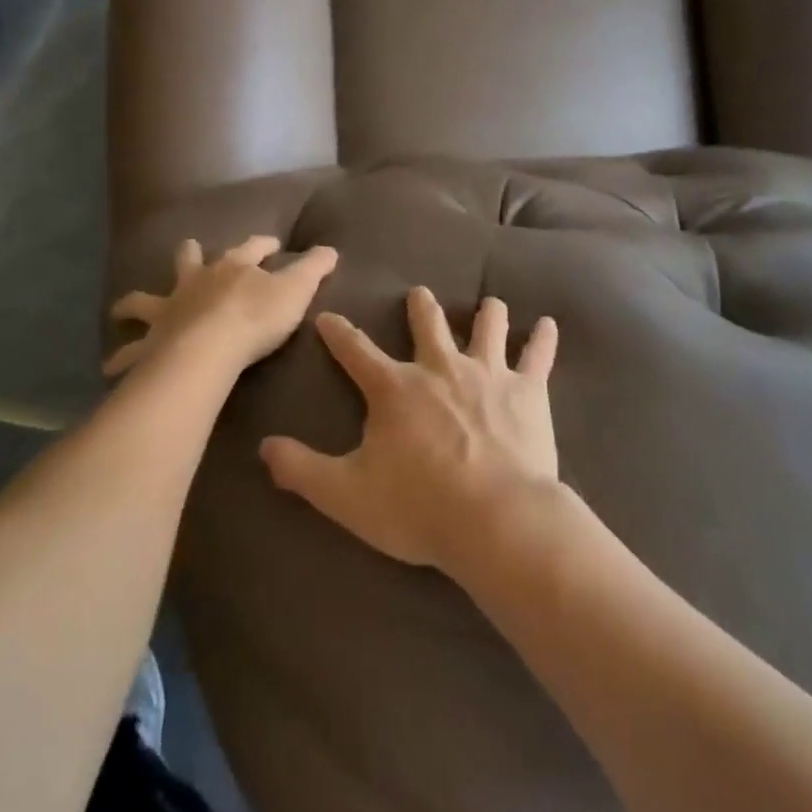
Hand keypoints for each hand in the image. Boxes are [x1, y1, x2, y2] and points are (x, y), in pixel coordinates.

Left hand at [106, 236, 337, 378]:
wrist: (210, 350)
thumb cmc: (257, 317)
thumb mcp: (298, 290)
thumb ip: (314, 268)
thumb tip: (331, 249)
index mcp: (233, 267)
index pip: (251, 247)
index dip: (262, 244)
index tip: (271, 243)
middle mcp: (196, 282)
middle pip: (188, 260)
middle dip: (189, 255)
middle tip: (189, 251)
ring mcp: (168, 311)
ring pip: (143, 300)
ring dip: (134, 304)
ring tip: (122, 310)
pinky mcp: (151, 343)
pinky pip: (130, 352)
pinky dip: (121, 357)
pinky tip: (111, 366)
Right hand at [260, 286, 559, 571]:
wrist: (495, 518)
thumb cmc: (418, 507)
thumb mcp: (346, 494)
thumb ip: (302, 470)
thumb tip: (263, 448)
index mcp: (396, 388)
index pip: (356, 351)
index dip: (338, 333)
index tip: (328, 316)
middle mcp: (440, 367)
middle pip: (428, 324)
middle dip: (421, 306)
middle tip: (419, 293)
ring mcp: (487, 372)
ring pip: (486, 327)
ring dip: (486, 313)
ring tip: (489, 304)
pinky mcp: (527, 389)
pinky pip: (538, 355)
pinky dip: (543, 338)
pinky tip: (549, 325)